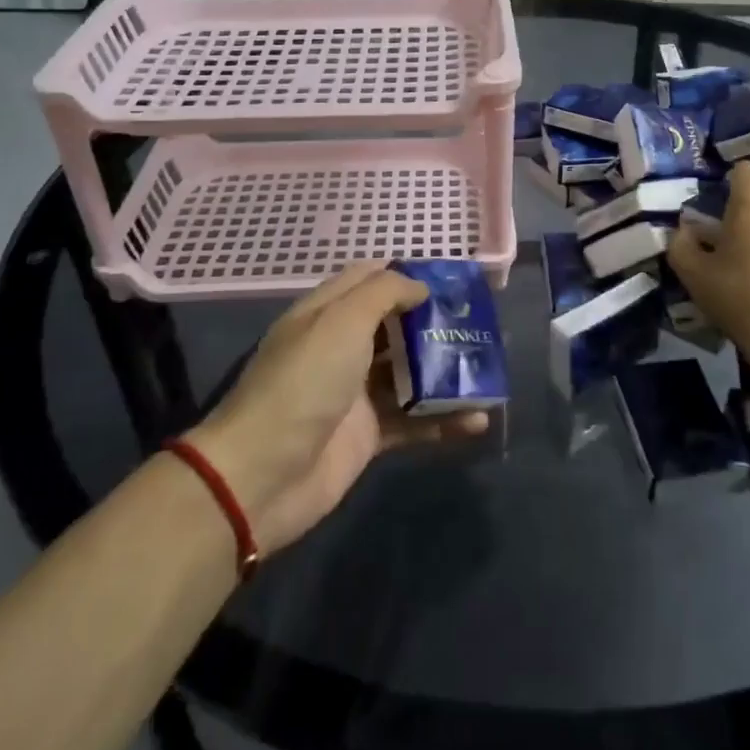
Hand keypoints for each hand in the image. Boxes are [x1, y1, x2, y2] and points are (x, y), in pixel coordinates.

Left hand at [187, 263, 488, 553]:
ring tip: (488, 370)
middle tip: (480, 323)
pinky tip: (477, 419)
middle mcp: (342, 347)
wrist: (262, 475)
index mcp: (327, 313)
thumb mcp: (341, 321)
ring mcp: (355, 393)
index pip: (369, 279)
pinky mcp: (368, 435)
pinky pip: (414, 420)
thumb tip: (419, 286)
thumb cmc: (304, 382)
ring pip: (410, 374)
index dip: (407, 274)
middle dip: (435, 322)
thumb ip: (383, 293)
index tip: (450, 278)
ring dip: (446, 372)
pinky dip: (444, 419)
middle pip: (395, 326)